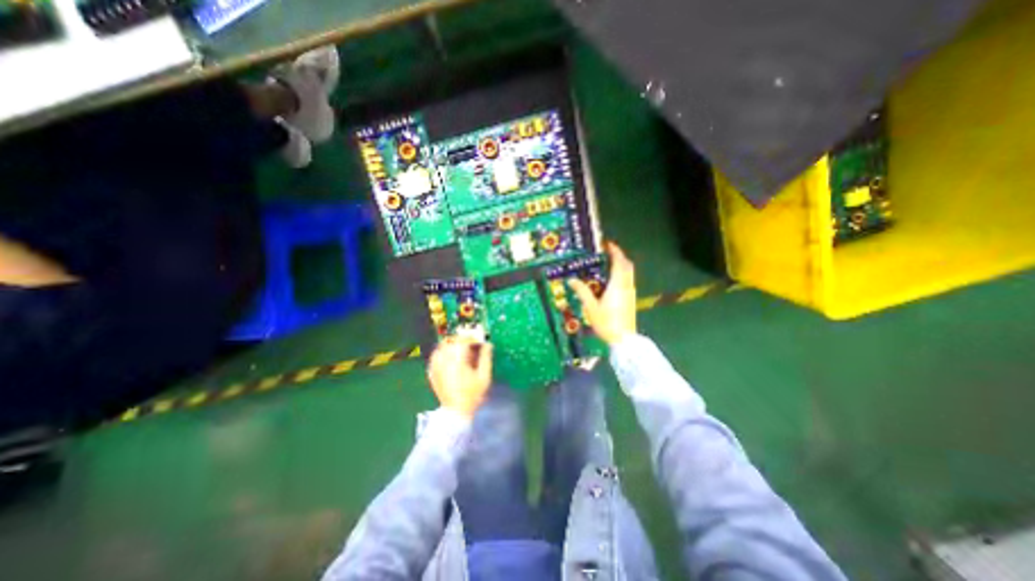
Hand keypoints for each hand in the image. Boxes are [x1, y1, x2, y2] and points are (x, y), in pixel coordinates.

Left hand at [427, 339, 494, 420]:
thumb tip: (488, 344)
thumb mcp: (484, 377)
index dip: (471, 337)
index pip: (462, 340)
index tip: (479, 340)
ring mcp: (436, 367)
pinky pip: (435, 356)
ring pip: (441, 347)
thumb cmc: (472, 395)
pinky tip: (449, 357)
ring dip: (451, 345)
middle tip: (470, 343)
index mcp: (457, 360)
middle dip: (461, 339)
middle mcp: (444, 361)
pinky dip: (442, 353)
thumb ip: (486, 358)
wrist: (456, 413)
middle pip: (450, 341)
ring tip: (460, 349)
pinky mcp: (432, 373)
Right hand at [571, 240, 634, 344]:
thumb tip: (571, 280)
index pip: (619, 262)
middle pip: (627, 265)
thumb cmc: (607, 323)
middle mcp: (627, 286)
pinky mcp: (631, 300)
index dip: (615, 251)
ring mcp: (630, 293)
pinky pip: (628, 280)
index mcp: (618, 285)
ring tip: (608, 264)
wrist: (623, 340)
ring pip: (629, 273)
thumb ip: (582, 292)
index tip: (608, 244)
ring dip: (621, 265)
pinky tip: (611, 280)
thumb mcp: (591, 307)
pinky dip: (622, 274)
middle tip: (608, 252)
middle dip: (619, 256)